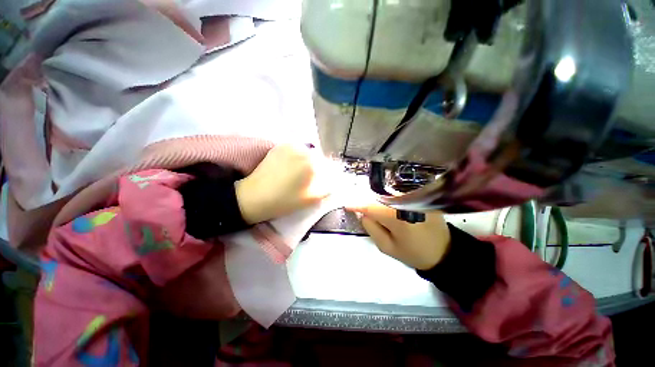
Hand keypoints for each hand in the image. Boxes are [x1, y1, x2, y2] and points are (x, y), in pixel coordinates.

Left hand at [235, 144, 332, 223]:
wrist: (254, 197)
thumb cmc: (284, 201)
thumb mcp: (312, 199)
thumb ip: (327, 188)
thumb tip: (333, 180)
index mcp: (311, 163)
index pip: (328, 165)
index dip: (326, 174)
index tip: (320, 182)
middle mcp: (302, 150)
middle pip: (318, 157)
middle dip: (317, 167)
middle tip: (309, 179)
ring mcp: (289, 146)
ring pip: (307, 153)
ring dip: (307, 161)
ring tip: (298, 174)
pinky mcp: (279, 146)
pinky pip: (295, 150)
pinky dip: (297, 157)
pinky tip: (290, 168)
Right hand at [348, 204, 450, 269]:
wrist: (444, 253)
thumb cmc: (413, 253)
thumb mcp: (387, 247)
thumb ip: (371, 228)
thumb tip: (363, 213)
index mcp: (397, 218)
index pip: (371, 207)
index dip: (357, 205)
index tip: (347, 205)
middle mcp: (406, 204)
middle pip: (379, 198)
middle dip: (368, 202)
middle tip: (361, 208)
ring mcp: (416, 199)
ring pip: (389, 195)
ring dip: (379, 200)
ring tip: (375, 208)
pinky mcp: (422, 198)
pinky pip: (400, 195)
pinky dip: (390, 199)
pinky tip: (389, 205)